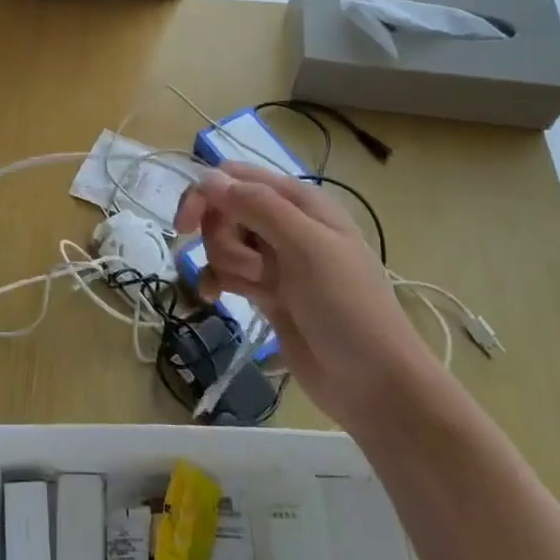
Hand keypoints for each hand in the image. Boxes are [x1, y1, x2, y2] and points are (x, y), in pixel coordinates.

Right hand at [174, 163, 440, 430]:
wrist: (373, 383)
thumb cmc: (347, 306)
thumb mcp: (306, 246)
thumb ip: (258, 206)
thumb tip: (209, 178)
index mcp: (299, 201)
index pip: (235, 176)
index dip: (205, 194)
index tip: (185, 227)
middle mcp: (285, 223)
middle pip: (223, 211)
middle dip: (223, 239)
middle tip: (252, 269)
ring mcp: (275, 260)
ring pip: (222, 243)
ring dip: (228, 266)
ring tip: (259, 292)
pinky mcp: (266, 292)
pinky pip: (225, 273)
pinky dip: (216, 282)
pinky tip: (214, 299)